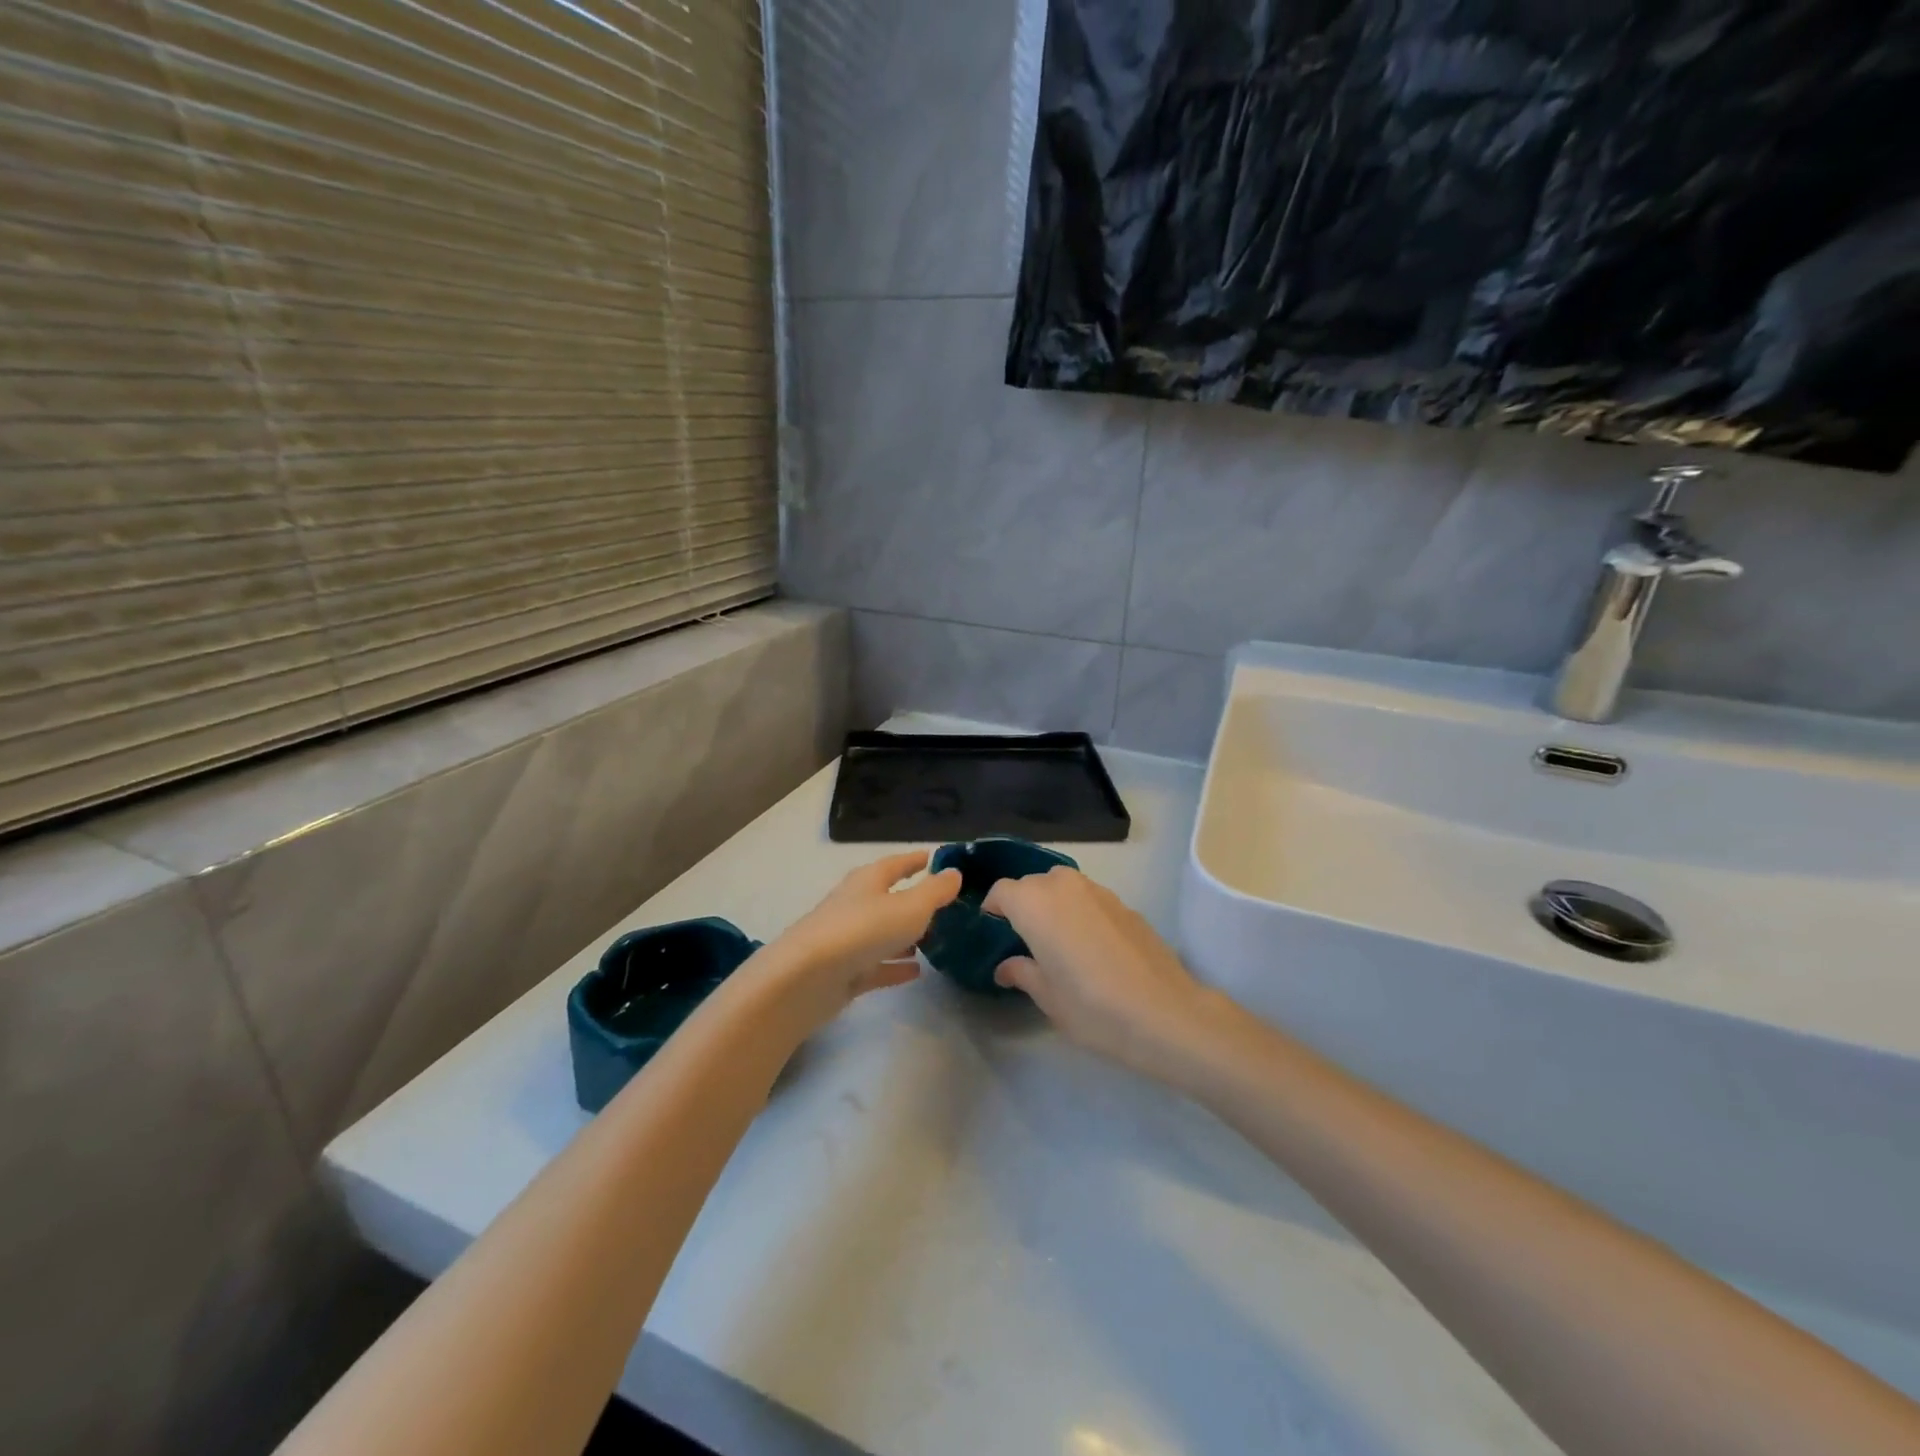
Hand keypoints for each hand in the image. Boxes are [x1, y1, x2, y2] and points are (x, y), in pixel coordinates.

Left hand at [751, 851, 961, 1035]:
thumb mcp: (910, 906)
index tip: (935, 858)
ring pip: (883, 933)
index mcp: (869, 881)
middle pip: (888, 897)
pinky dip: (895, 965)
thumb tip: (954, 872)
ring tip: (934, 939)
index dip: (916, 860)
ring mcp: (848, 939)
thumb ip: (935, 891)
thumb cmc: (863, 930)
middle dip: (913, 900)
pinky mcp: (844, 972)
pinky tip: (916, 971)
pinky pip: (877, 964)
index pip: (897, 863)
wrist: (807, 978)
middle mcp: (856, 904)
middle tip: (944, 905)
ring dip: (905, 935)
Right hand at [984, 867, 1220, 1081]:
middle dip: (1024, 906)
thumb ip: (1022, 973)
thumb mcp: (1047, 997)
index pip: (1001, 891)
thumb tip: (1006, 967)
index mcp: (1034, 903)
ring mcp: (1099, 891)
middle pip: (1032, 884)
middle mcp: (1064, 886)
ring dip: (1054, 906)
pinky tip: (1093, 948)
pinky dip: (1082, 913)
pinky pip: (1090, 899)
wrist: (1165, 1013)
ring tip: (1059, 943)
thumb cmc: (1092, 1007)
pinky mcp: (1125, 904)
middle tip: (1026, 942)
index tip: (994, 934)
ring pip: (1063, 887)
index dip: (994, 910)